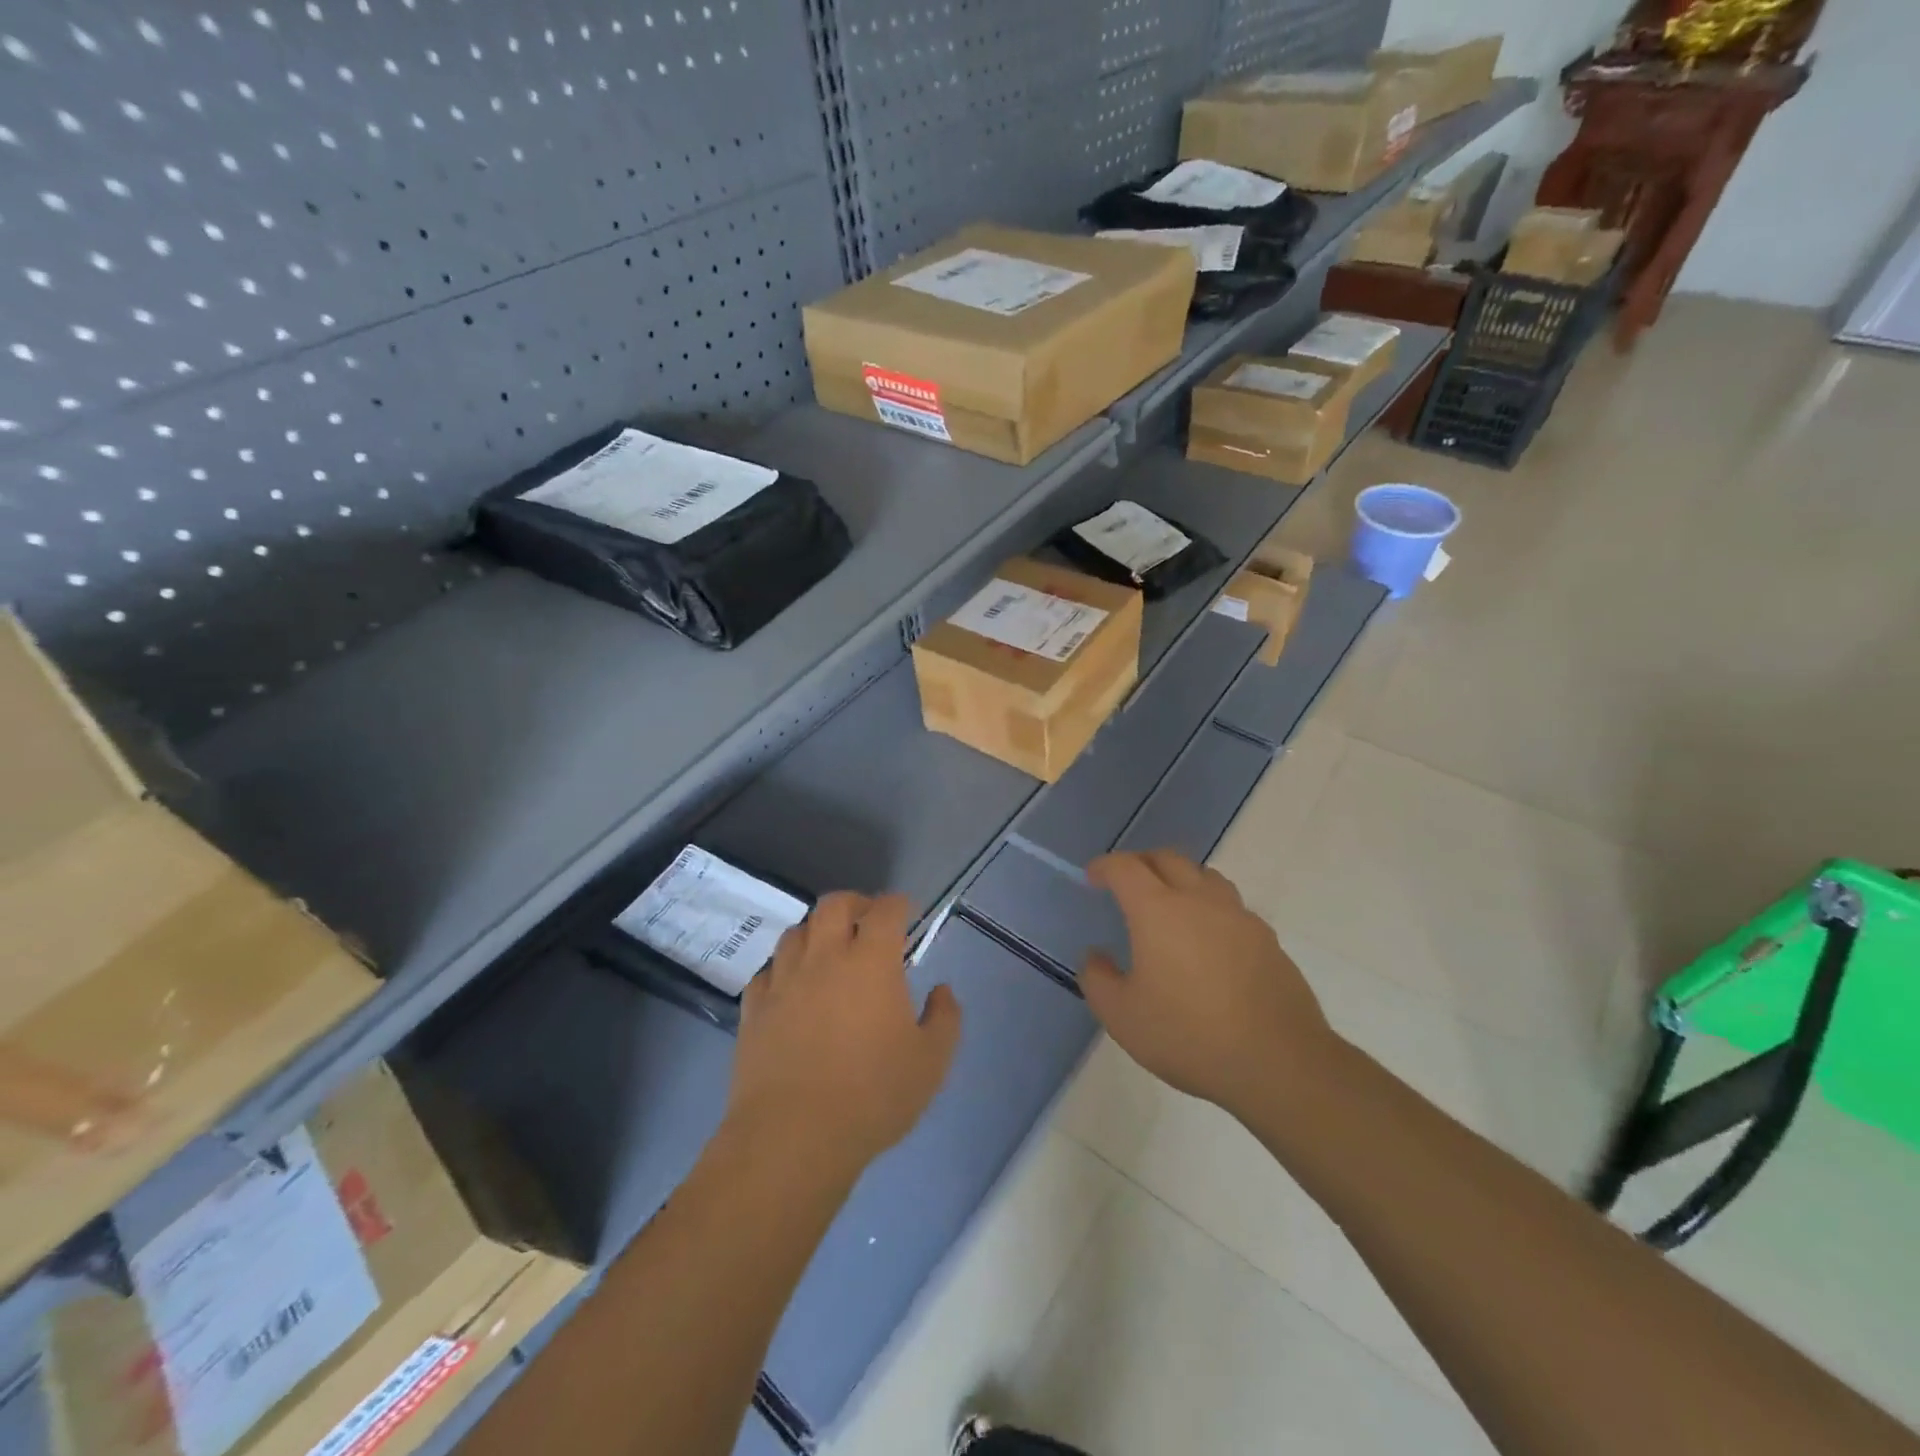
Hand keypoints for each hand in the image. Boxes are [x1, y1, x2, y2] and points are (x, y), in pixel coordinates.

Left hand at [728, 892, 961, 1173]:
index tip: (906, 914)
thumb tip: (942, 991)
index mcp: (871, 961)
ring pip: (796, 931)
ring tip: (828, 952)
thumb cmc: (872, 1095)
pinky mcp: (754, 1008)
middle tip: (866, 922)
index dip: (898, 904)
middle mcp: (825, 957)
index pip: (885, 909)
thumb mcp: (931, 1062)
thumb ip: (944, 1019)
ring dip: (816, 932)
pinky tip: (792, 988)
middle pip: (833, 904)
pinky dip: (784, 968)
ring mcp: (784, 980)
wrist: (793, 1137)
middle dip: (854, 903)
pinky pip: (767, 970)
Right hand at [1081, 850, 1337, 1114]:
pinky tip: (1208, 943)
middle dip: (1141, 863)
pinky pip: (1232, 907)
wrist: (1278, 1062)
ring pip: (1205, 876)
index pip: (1126, 867)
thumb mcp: (1122, 1017)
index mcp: (1158, 910)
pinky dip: (1210, 909)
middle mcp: (1199, 900)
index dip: (1105, 866)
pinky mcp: (1267, 939)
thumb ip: (1098, 979)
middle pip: (1168, 859)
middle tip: (1127, 883)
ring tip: (1170, 904)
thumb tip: (1096, 956)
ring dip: (1181, 879)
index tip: (1093, 877)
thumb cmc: (1189, 1035)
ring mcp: (1239, 917)